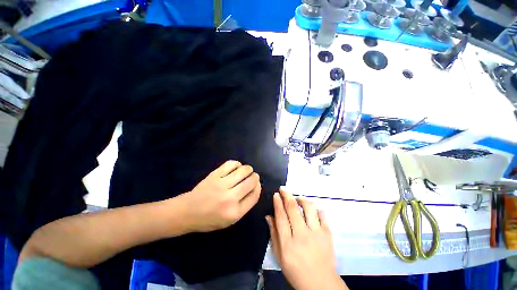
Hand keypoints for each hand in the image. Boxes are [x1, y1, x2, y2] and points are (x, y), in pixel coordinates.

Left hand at [180, 160, 260, 231]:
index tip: (257, 184)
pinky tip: (237, 167)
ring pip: (243, 171)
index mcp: (235, 213)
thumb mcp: (231, 220)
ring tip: (247, 170)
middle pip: (251, 182)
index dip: (258, 187)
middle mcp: (230, 198)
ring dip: (249, 169)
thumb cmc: (210, 218)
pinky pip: (231, 164)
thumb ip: (245, 204)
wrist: (187, 212)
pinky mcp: (214, 175)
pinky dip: (237, 164)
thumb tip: (256, 186)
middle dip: (255, 177)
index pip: (254, 195)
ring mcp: (221, 185)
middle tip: (253, 176)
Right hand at [266, 189, 347, 289]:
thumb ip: (274, 234)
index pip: (281, 216)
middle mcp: (302, 235)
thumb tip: (269, 216)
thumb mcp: (279, 256)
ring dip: (302, 199)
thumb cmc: (296, 271)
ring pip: (309, 208)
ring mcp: (316, 234)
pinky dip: (317, 209)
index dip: (278, 203)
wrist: (320, 284)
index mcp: (288, 243)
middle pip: (293, 209)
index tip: (276, 194)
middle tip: (283, 188)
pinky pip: (323, 215)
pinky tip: (312, 210)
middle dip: (287, 195)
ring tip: (298, 198)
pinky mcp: (328, 234)